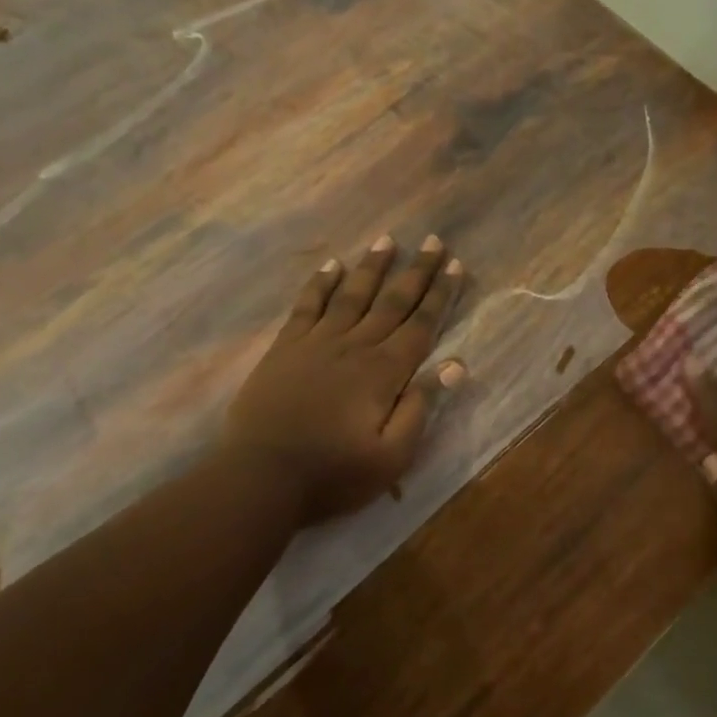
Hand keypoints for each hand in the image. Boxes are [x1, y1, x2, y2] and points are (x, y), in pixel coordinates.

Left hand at [221, 234, 466, 524]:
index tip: (456, 265)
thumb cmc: (333, 474)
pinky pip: (307, 306)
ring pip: (352, 294)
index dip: (440, 295)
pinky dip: (320, 283)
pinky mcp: (286, 348)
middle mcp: (355, 346)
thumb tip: (455, 364)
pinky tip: (331, 264)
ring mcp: (317, 343)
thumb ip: (421, 407)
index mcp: (384, 372)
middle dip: (417, 271)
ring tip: (388, 239)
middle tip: (434, 241)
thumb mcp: (391, 456)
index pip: (421, 325)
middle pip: (392, 301)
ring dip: (372, 266)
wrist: (260, 478)